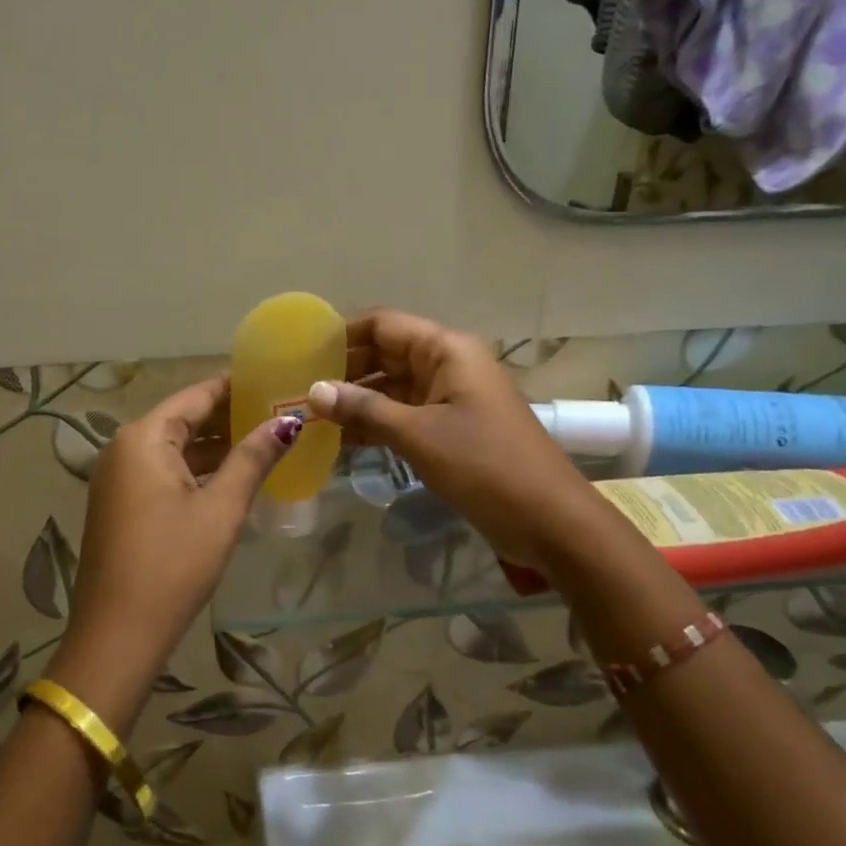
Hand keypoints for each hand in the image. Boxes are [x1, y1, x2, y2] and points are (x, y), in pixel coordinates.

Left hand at [46, 377, 298, 727]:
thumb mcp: (221, 508)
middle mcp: (124, 448)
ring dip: (216, 445)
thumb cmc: (173, 564)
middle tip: (279, 411)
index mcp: (143, 438)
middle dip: (230, 416)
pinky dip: (197, 469)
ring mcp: (119, 477)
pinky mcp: (121, 504)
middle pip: (184, 419)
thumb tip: (289, 422)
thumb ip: (253, 458)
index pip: (197, 395)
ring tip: (266, 439)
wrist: (117, 635)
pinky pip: (164, 471)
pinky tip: (232, 475)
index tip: (275, 380)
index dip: (236, 386)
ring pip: (174, 447)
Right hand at [309, 310, 590, 570]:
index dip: (342, 334)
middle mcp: (447, 365)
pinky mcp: (449, 428)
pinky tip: (338, 439)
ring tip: (308, 416)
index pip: (384, 324)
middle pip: (385, 354)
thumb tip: (313, 391)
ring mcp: (449, 398)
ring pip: (391, 388)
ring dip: (355, 401)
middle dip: (343, 370)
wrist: (549, 520)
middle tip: (295, 388)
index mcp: (447, 350)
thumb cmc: (486, 466)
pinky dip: (374, 424)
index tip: (301, 351)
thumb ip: (365, 409)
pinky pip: (403, 415)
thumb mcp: (420, 435)